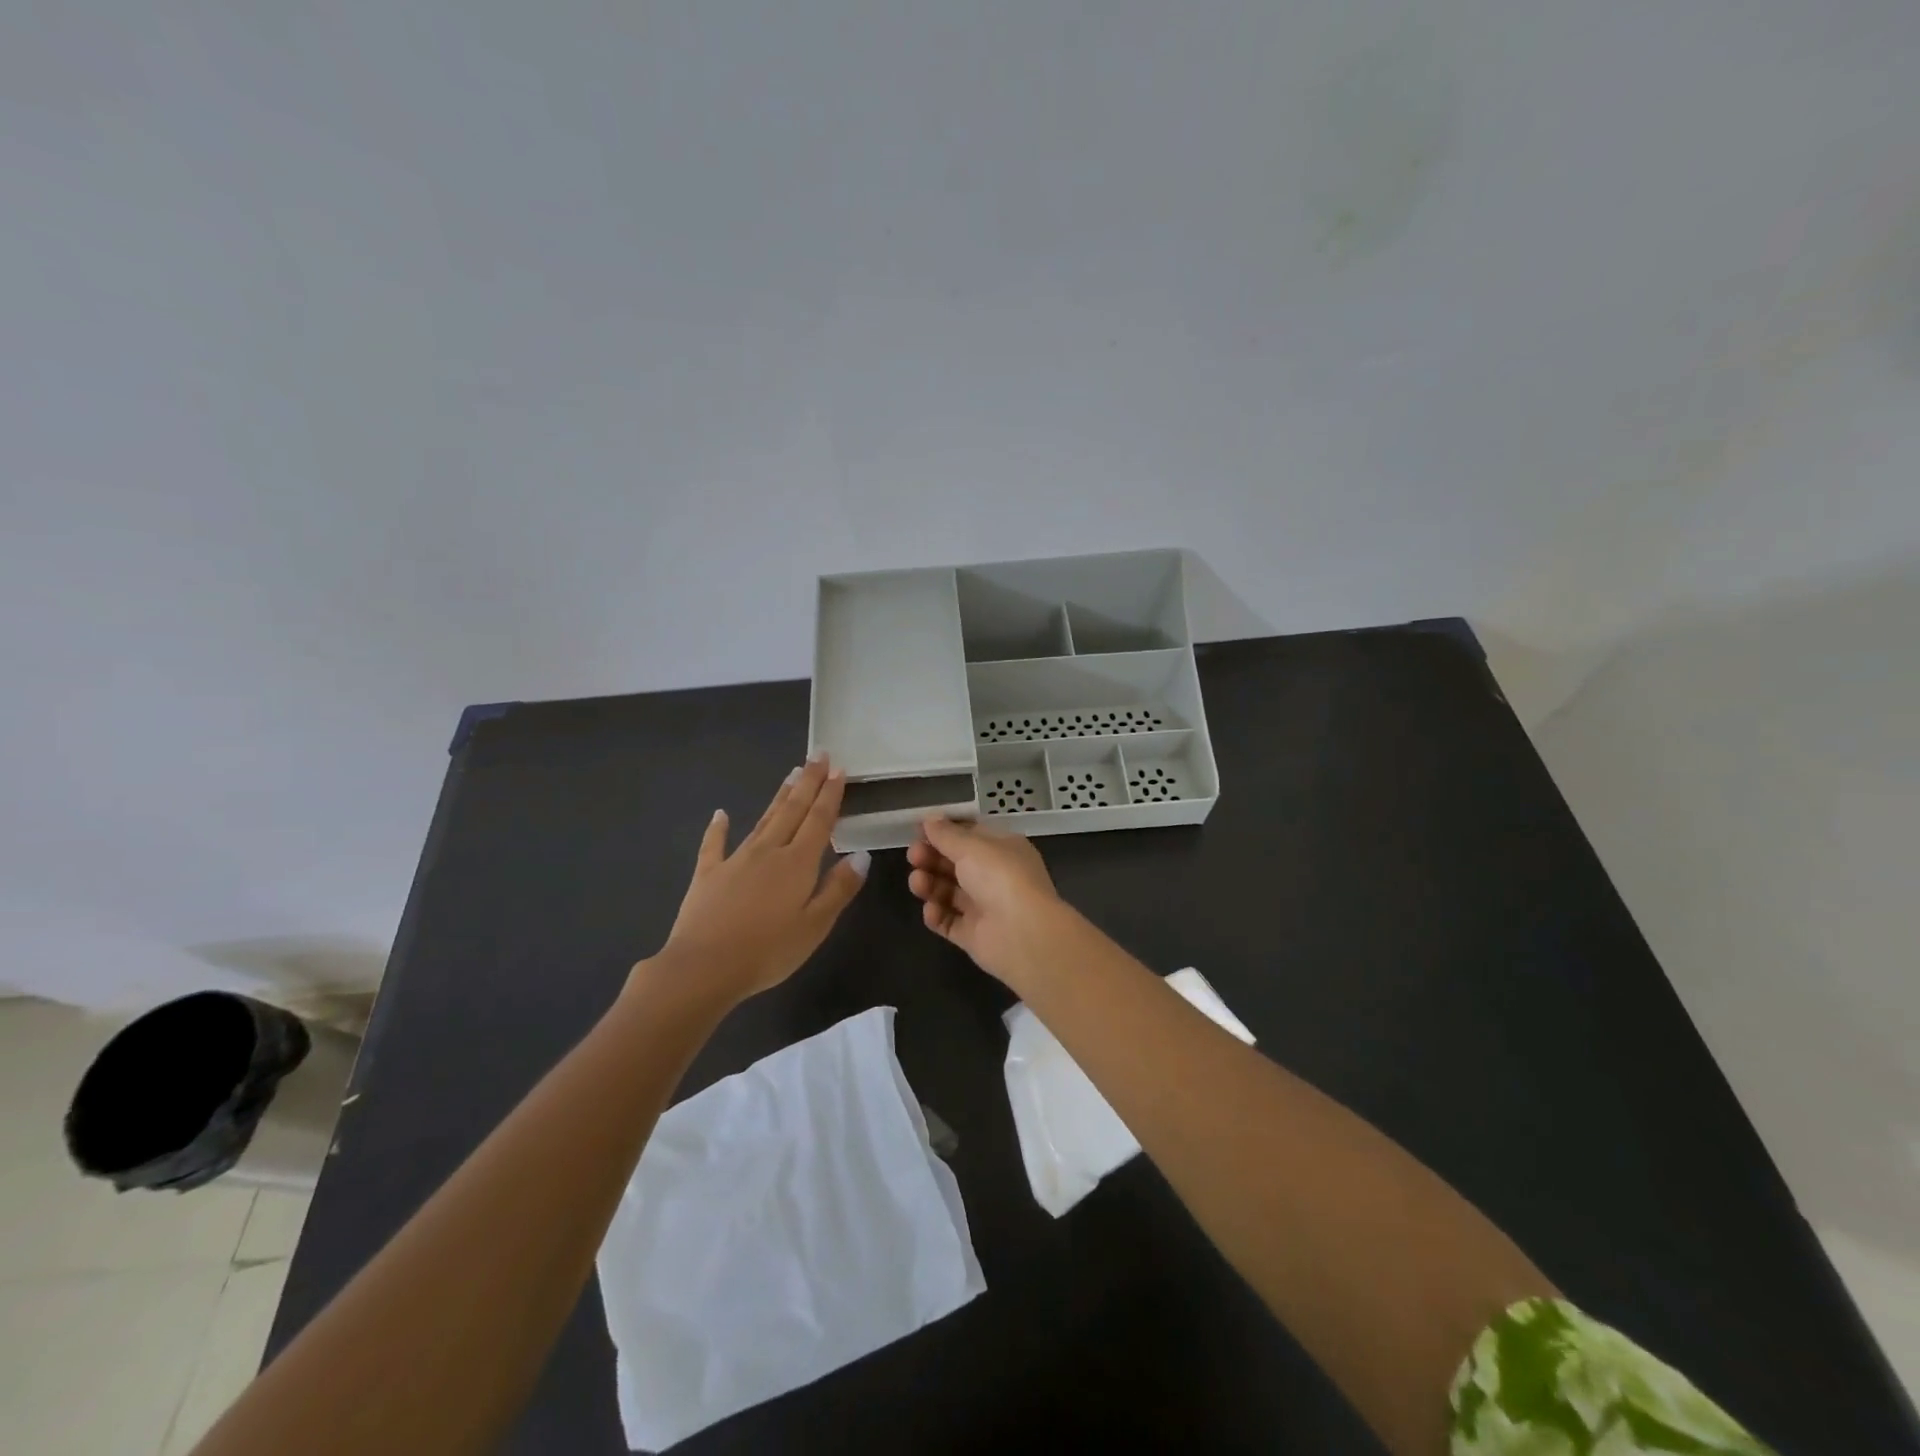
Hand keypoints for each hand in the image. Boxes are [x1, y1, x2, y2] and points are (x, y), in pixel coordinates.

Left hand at [643, 756, 869, 1006]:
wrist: (704, 967)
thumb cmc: (768, 951)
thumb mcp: (815, 925)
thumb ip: (839, 888)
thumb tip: (862, 855)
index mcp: (798, 863)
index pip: (819, 820)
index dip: (830, 794)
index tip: (838, 768)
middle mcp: (768, 851)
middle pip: (792, 810)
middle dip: (808, 782)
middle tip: (818, 755)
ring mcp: (735, 860)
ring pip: (763, 820)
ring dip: (779, 797)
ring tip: (791, 774)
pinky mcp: (708, 874)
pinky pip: (714, 845)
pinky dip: (718, 828)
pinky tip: (720, 814)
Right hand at [906, 817, 1073, 992]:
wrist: (1023, 934)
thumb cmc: (1000, 878)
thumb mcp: (972, 846)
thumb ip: (946, 834)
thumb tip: (930, 819)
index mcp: (1002, 849)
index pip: (970, 835)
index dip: (944, 832)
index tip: (918, 830)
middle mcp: (994, 876)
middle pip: (955, 863)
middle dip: (932, 857)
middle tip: (913, 856)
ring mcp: (984, 907)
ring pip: (949, 892)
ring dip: (930, 884)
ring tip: (918, 883)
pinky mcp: (974, 935)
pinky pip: (949, 921)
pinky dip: (937, 915)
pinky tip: (931, 910)